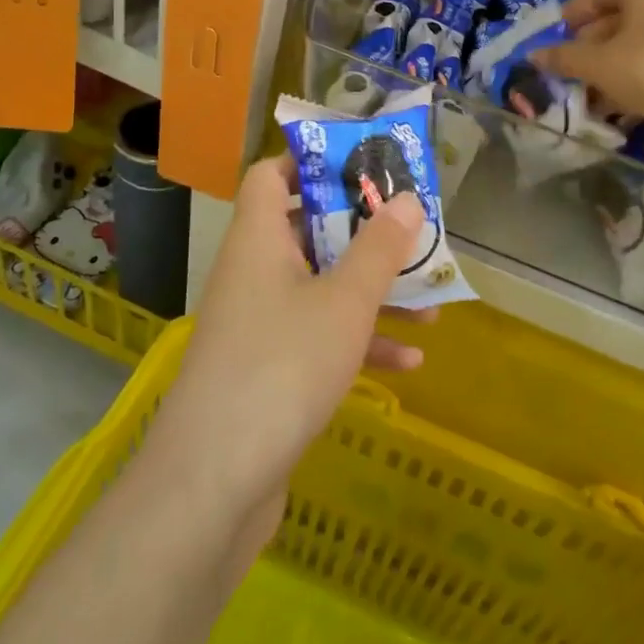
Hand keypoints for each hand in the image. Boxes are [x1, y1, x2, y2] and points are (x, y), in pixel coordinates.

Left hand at [146, 155, 432, 554]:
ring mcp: (258, 324)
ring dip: (371, 292)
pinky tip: (409, 363)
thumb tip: (406, 198)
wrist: (214, 482)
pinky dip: (358, 342)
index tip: (362, 165)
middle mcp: (253, 272)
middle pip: (307, 231)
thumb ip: (379, 248)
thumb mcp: (345, 302)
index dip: (310, 162)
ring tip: (430, 303)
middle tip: (410, 230)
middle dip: (361, 232)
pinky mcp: (267, 370)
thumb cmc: (283, 367)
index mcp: (259, 239)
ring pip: (321, 289)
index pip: (270, 175)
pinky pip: (318, 338)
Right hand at [532, 0, 643, 144]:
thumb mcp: (598, 65)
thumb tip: (533, 55)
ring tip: (592, 94)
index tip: (552, 43)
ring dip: (611, 65)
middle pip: (618, 16)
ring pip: (639, 40)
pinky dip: (638, 73)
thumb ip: (564, 58)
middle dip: (590, 47)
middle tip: (570, 73)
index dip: (569, 17)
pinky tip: (624, 102)